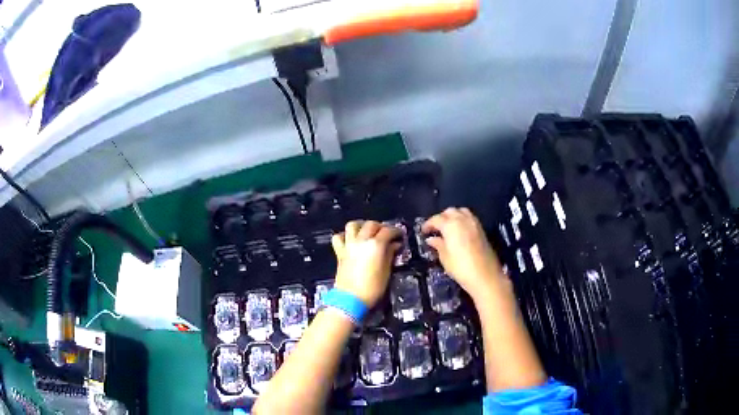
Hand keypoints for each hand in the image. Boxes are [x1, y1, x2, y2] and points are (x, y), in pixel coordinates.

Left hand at [332, 221, 400, 306]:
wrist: (351, 299)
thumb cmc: (373, 288)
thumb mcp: (387, 271)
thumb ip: (390, 254)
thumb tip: (395, 245)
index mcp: (376, 245)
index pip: (388, 231)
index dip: (396, 231)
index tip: (400, 235)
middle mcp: (361, 240)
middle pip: (371, 224)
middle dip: (380, 227)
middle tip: (386, 234)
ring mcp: (349, 245)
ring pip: (353, 225)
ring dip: (362, 225)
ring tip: (368, 232)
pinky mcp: (340, 252)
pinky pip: (339, 237)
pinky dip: (345, 235)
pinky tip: (351, 239)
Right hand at [423, 208, 503, 299]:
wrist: (485, 275)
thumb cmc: (461, 268)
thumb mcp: (445, 257)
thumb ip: (437, 245)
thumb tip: (431, 239)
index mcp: (450, 225)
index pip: (436, 219)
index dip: (428, 224)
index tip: (423, 231)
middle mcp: (462, 219)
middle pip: (449, 212)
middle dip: (440, 218)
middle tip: (435, 229)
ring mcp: (474, 223)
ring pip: (460, 211)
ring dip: (452, 216)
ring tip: (447, 228)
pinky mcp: (481, 229)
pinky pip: (469, 217)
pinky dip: (462, 219)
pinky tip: (459, 231)